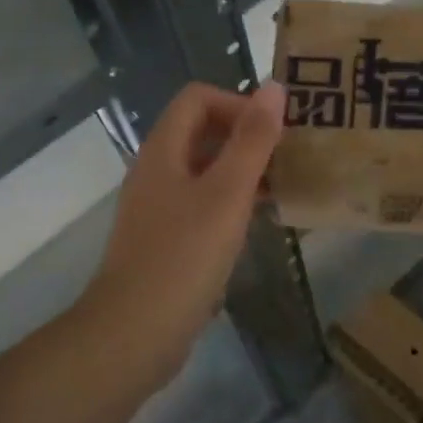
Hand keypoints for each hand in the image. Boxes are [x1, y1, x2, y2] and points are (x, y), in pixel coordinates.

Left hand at [84, 81, 285, 373]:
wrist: (133, 335)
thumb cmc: (183, 257)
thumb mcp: (226, 194)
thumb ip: (252, 140)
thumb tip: (274, 87)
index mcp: (164, 150)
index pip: (198, 98)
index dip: (238, 104)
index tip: (274, 133)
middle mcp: (157, 170)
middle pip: (203, 131)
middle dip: (247, 136)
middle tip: (289, 157)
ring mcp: (160, 207)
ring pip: (207, 169)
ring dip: (245, 170)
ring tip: (285, 186)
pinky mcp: (168, 239)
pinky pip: (204, 203)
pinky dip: (233, 202)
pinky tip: (262, 222)